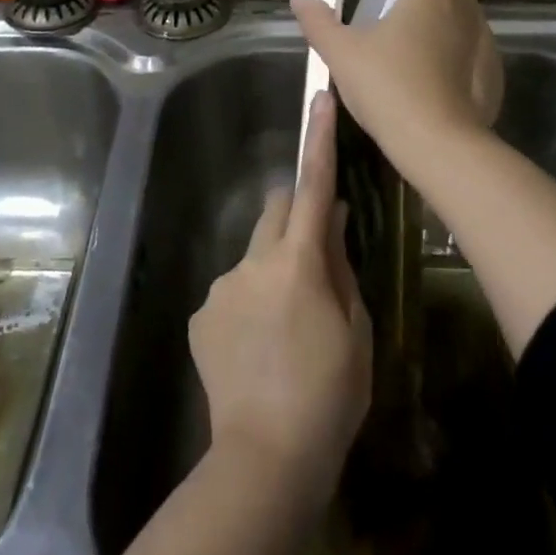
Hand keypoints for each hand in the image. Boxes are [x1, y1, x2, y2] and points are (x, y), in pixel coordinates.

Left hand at [188, 90, 371, 508]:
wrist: (266, 456)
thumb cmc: (330, 394)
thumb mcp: (354, 329)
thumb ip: (338, 266)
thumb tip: (332, 220)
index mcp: (298, 262)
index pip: (312, 186)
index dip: (318, 140)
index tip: (319, 98)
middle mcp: (252, 262)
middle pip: (275, 210)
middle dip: (294, 214)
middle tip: (315, 257)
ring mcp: (221, 288)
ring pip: (254, 257)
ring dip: (272, 272)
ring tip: (287, 330)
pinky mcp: (201, 315)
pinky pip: (232, 292)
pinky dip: (249, 304)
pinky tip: (260, 350)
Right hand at [291, 0, 503, 173]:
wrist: (441, 145)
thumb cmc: (389, 90)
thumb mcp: (343, 54)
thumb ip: (319, 22)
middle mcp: (459, 5)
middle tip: (394, 2)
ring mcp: (482, 37)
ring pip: (460, 9)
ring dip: (437, 14)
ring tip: (411, 42)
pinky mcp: (493, 67)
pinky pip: (470, 43)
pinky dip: (452, 46)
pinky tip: (434, 73)